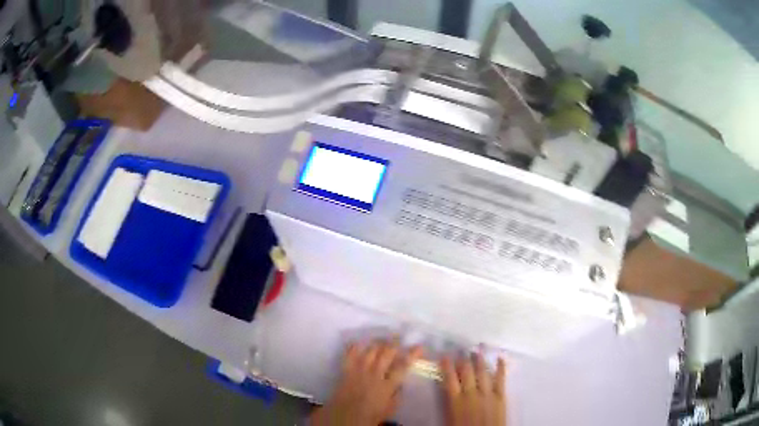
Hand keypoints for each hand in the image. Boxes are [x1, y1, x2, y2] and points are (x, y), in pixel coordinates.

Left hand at [310, 339, 423, 425]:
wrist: (345, 417)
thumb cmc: (370, 415)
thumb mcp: (390, 408)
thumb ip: (397, 394)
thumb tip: (401, 382)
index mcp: (387, 386)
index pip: (403, 366)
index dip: (412, 355)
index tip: (419, 346)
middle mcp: (375, 375)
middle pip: (386, 353)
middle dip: (394, 342)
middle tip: (399, 335)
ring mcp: (359, 371)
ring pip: (370, 351)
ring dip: (377, 342)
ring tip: (382, 337)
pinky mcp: (346, 370)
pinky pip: (350, 354)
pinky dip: (355, 346)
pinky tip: (359, 341)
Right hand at [440, 353, 506, 425]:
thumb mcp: (449, 419)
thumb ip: (449, 403)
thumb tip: (446, 388)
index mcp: (455, 401)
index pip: (449, 378)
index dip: (446, 365)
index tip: (444, 356)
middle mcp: (471, 394)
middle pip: (466, 371)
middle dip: (463, 359)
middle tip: (461, 350)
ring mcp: (487, 394)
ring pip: (482, 372)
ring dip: (479, 359)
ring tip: (477, 349)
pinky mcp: (500, 396)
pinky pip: (501, 379)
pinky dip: (501, 367)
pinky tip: (500, 358)